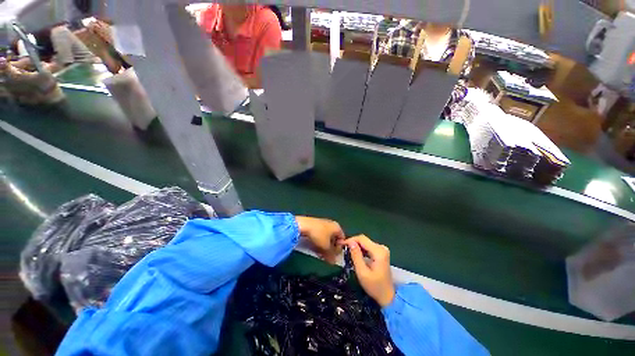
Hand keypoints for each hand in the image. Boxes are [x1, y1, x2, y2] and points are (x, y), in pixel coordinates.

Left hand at [295, 216, 344, 263]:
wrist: (303, 225)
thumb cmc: (319, 235)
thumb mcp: (326, 247)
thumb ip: (331, 255)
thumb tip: (334, 262)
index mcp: (337, 227)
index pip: (342, 239)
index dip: (340, 248)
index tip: (335, 256)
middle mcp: (331, 224)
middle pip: (334, 238)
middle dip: (331, 249)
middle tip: (327, 257)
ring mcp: (322, 224)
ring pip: (326, 238)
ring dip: (324, 247)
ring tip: (320, 254)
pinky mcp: (315, 225)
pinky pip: (319, 235)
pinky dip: (318, 242)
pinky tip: (314, 248)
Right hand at [343, 235, 394, 306]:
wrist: (388, 297)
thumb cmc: (374, 287)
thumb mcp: (362, 272)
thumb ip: (356, 256)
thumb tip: (350, 242)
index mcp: (378, 251)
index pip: (362, 239)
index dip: (350, 240)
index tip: (341, 244)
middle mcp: (381, 247)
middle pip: (363, 239)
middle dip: (352, 242)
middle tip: (342, 248)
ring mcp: (382, 250)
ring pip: (365, 242)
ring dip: (356, 246)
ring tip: (347, 251)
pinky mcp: (381, 253)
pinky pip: (368, 247)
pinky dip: (361, 249)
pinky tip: (355, 254)